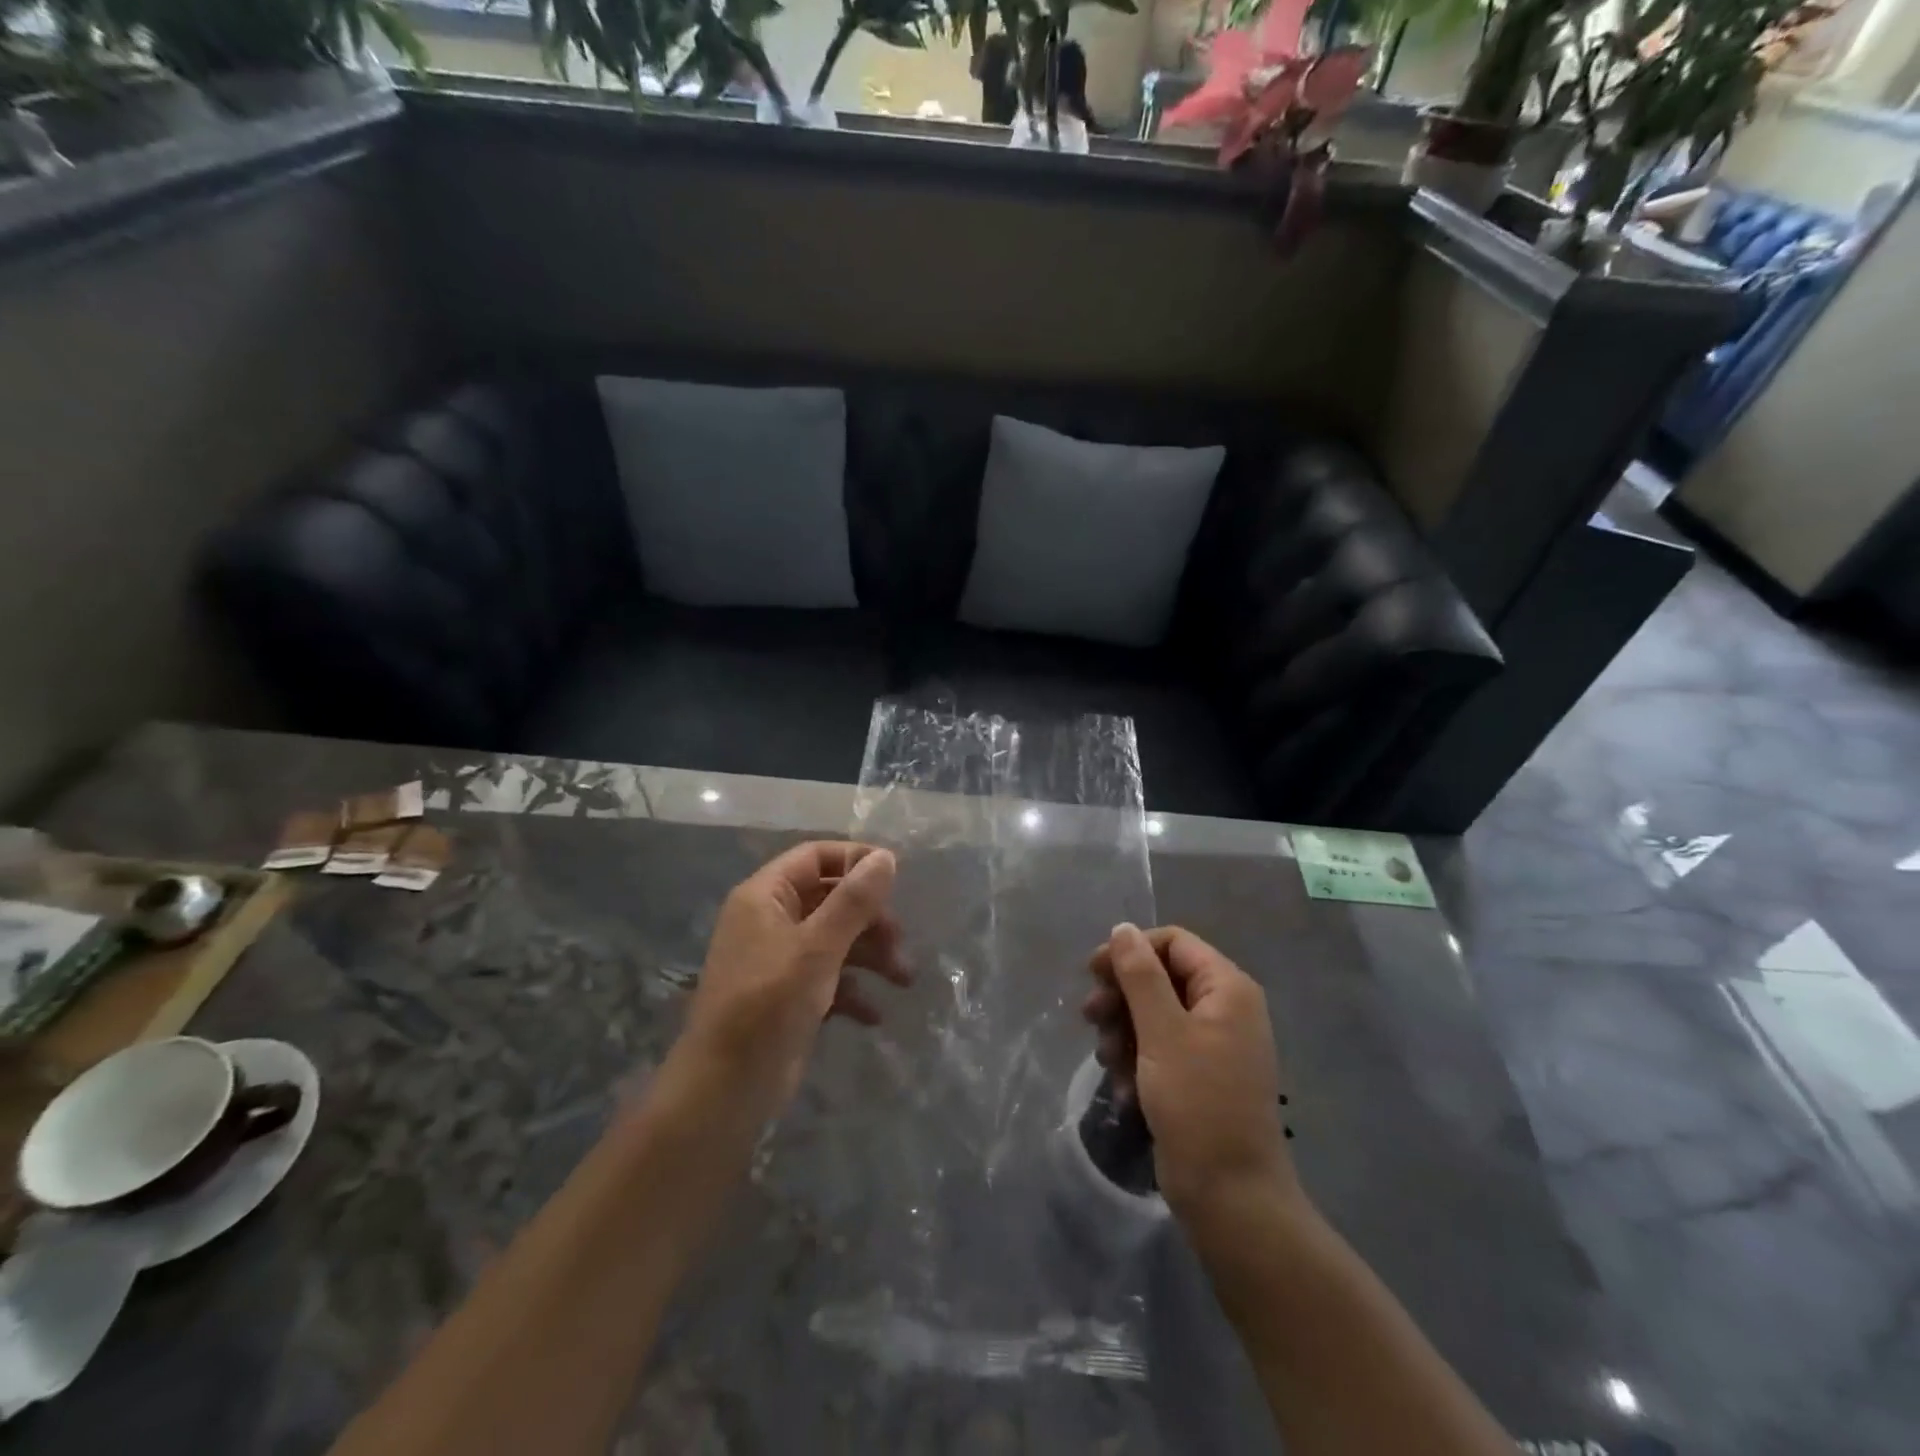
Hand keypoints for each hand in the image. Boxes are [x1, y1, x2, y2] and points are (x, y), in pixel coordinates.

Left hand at [678, 841, 907, 1117]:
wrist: (725, 1090)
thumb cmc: (768, 1004)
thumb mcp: (817, 948)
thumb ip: (853, 901)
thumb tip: (885, 856)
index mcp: (765, 896)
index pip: (815, 857)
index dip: (855, 860)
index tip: (896, 875)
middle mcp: (770, 920)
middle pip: (830, 899)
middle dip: (870, 919)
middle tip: (900, 942)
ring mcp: (779, 960)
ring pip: (835, 940)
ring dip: (871, 956)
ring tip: (903, 979)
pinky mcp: (788, 996)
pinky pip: (829, 978)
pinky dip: (853, 990)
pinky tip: (874, 1015)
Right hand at [1082, 924, 1299, 1217]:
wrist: (1231, 1197)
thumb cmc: (1198, 1103)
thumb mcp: (1162, 1032)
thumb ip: (1140, 975)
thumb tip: (1123, 928)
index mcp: (1227, 989)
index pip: (1172, 943)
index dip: (1130, 950)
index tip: (1092, 973)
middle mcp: (1224, 1009)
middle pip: (1160, 978)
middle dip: (1122, 997)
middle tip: (1090, 1018)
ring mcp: (1213, 1045)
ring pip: (1154, 1015)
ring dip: (1123, 1033)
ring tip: (1107, 1062)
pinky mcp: (1200, 1077)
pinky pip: (1161, 1050)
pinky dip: (1138, 1062)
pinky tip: (1124, 1090)